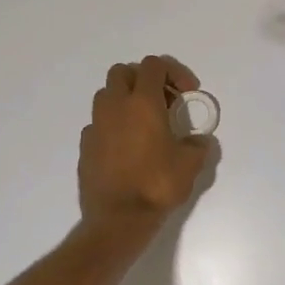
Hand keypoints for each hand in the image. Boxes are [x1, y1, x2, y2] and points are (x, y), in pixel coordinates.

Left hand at [78, 56, 210, 224]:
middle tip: (163, 101)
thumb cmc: (156, 185)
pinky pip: (99, 123)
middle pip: (123, 71)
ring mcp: (96, 125)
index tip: (187, 93)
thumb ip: (198, 145)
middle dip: (144, 79)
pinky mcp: (85, 146)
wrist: (117, 220)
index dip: (175, 72)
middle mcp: (115, 107)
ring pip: (106, 95)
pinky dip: (113, 125)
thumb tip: (199, 141)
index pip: (154, 65)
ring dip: (125, 99)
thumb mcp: (190, 164)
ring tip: (144, 123)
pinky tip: (127, 147)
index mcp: (142, 102)